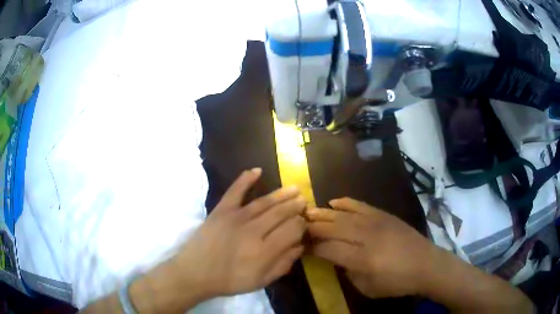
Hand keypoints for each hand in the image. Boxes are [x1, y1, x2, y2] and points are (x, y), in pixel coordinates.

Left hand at [171, 168, 306, 297]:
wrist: (196, 272)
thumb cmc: (230, 280)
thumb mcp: (261, 281)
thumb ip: (283, 264)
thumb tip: (300, 246)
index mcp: (265, 251)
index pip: (292, 230)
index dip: (301, 224)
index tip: (304, 222)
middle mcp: (254, 231)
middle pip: (281, 213)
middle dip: (295, 206)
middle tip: (304, 201)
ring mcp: (236, 217)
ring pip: (265, 202)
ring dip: (281, 194)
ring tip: (294, 188)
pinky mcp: (221, 210)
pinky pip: (235, 191)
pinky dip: (245, 179)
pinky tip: (257, 170)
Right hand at [306, 197, 435, 298]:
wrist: (426, 264)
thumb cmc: (397, 282)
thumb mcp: (368, 288)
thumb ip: (349, 272)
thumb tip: (338, 258)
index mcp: (362, 259)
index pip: (329, 248)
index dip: (313, 247)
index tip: (302, 246)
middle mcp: (367, 237)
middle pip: (333, 228)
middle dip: (313, 227)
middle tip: (298, 225)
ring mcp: (376, 222)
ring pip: (344, 215)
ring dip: (324, 213)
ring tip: (308, 212)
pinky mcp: (384, 215)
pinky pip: (361, 205)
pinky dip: (346, 203)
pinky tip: (334, 202)